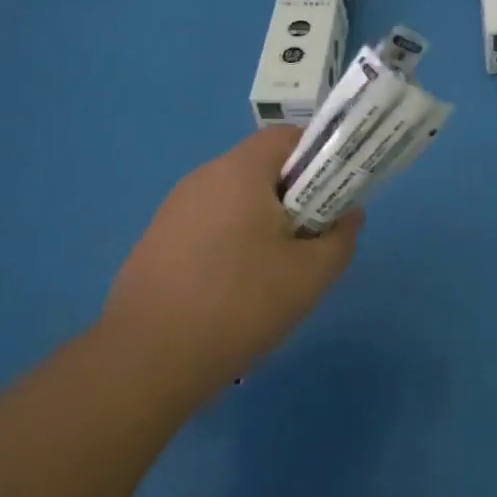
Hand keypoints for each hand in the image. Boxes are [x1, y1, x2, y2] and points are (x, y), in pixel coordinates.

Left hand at [102, 128, 362, 398]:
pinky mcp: (157, 239)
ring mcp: (174, 208)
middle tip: (308, 241)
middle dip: (293, 197)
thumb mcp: (309, 276)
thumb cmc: (239, 304)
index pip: (287, 137)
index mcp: (240, 171)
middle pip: (260, 168)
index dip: (318, 158)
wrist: (147, 359)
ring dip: (261, 222)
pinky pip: (208, 224)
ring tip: (273, 272)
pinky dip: (230, 242)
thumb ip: (340, 238)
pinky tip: (233, 290)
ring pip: (234, 199)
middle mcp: (203, 177)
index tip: (332, 198)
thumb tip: (350, 215)